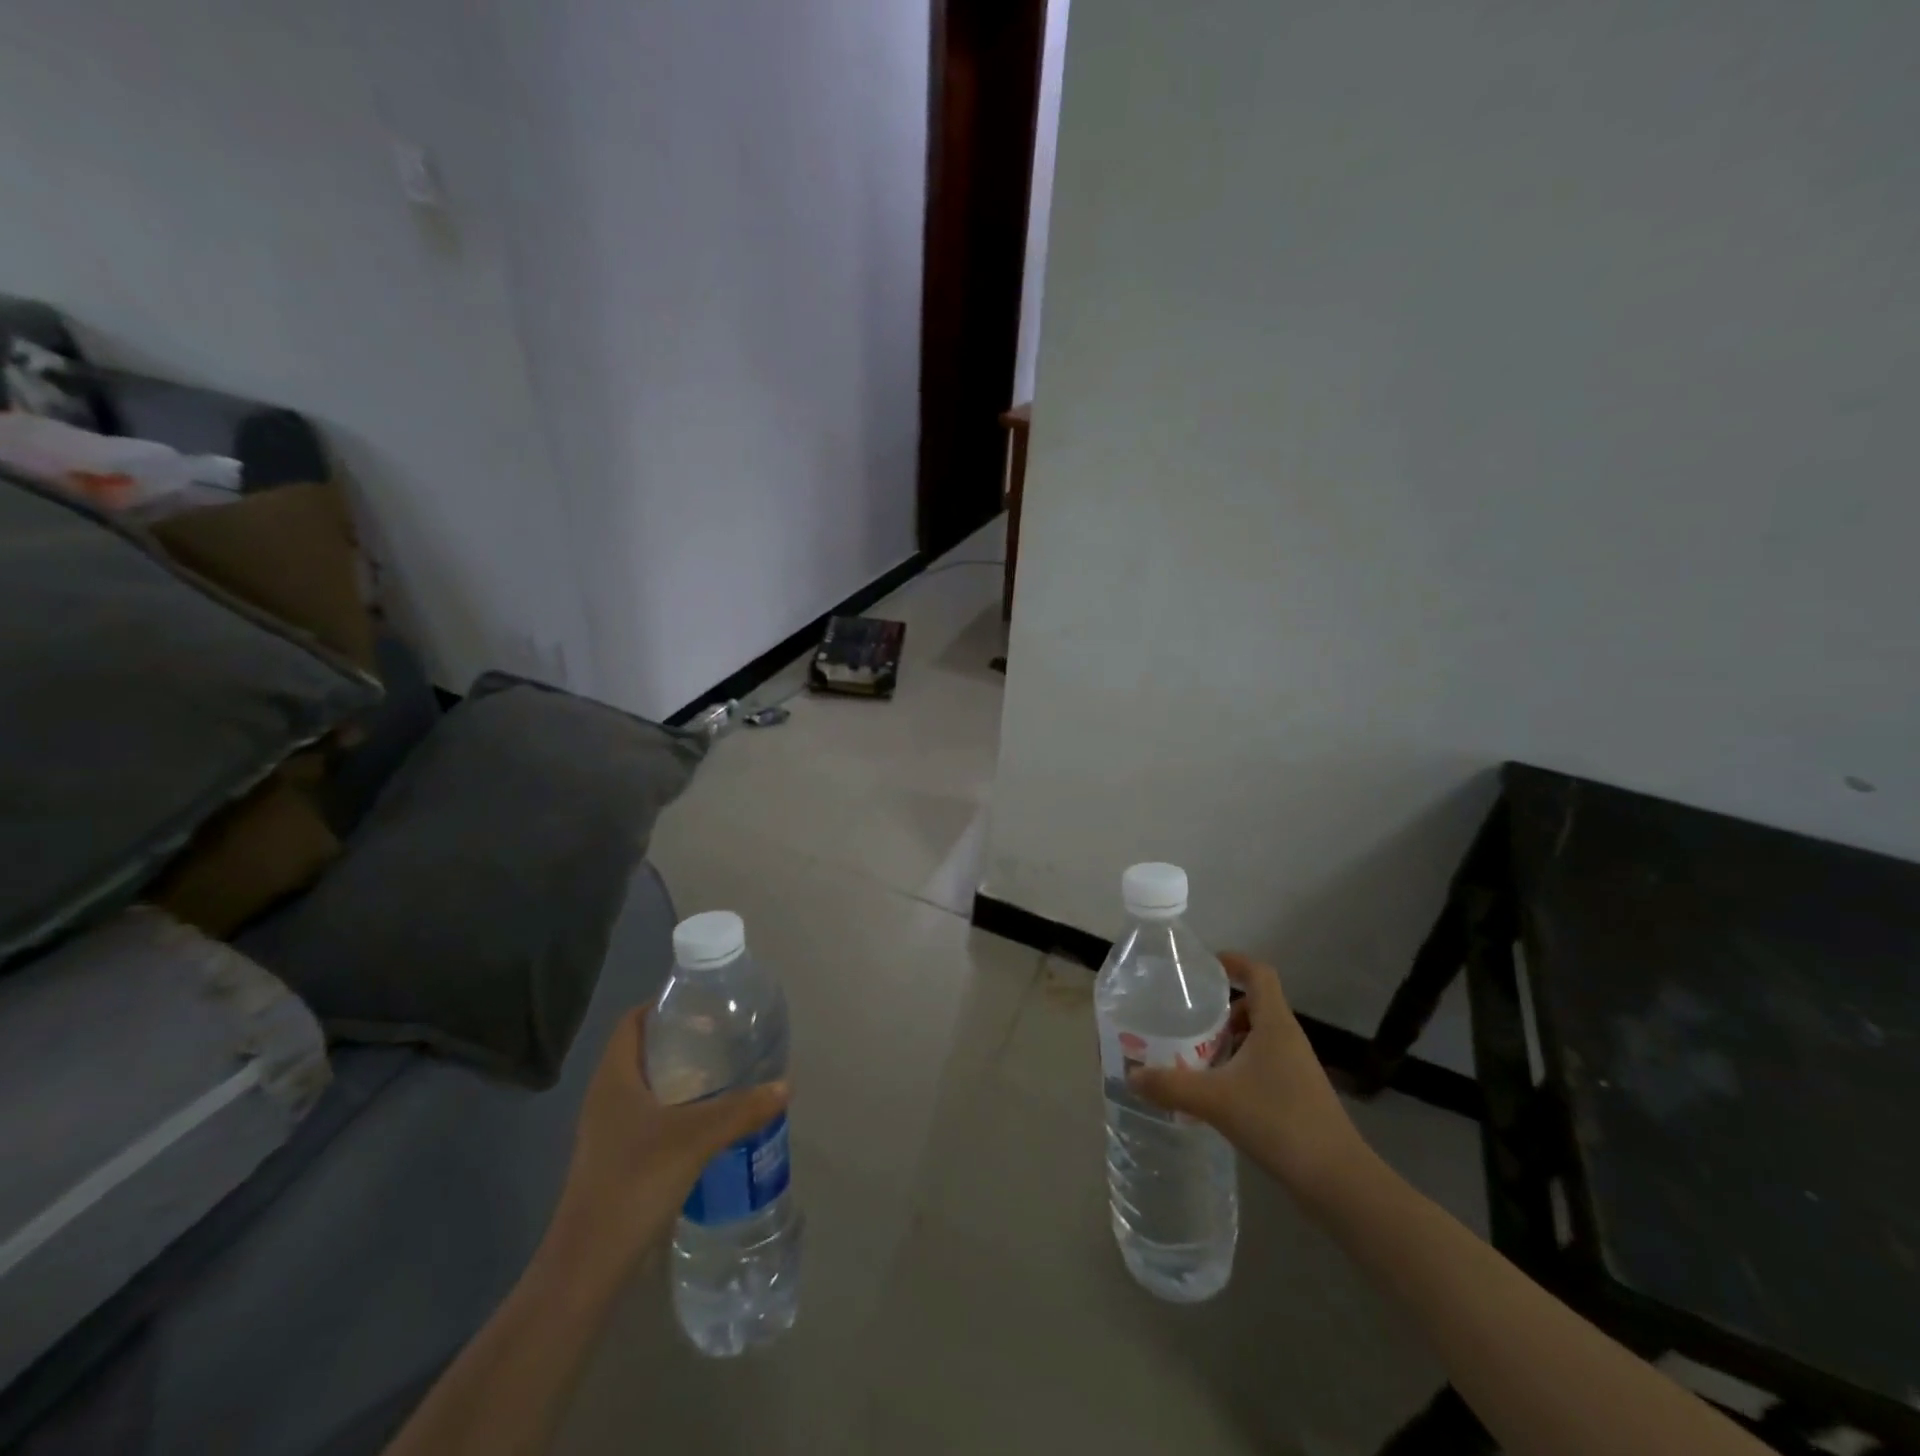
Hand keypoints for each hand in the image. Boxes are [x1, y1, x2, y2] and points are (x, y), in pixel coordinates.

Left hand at [540, 1005, 787, 1290]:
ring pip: (649, 1087)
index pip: (632, 1021)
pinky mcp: (618, 1160)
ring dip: (683, 1076)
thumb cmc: (634, 1183)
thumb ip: (742, 1109)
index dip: (663, 1005)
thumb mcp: (696, 1138)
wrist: (588, 1266)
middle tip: (725, 1036)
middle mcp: (606, 1097)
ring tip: (725, 1073)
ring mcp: (609, 1132)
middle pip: (643, 1051)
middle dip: (683, 1040)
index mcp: (614, 1078)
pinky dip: (679, 1109)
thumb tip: (785, 1084)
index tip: (703, 1004)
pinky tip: (710, 1121)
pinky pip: (651, 1117)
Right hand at [1129, 953, 1365, 1200]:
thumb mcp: (1215, 1100)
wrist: (1337, 1180)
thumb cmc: (1278, 1121)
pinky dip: (1241, 1066)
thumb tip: (1132, 1076)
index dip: (1234, 962)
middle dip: (1222, 1010)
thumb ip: (1170, 1085)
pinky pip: (1265, 1064)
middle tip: (1189, 1022)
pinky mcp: (1299, 1095)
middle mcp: (1288, 1038)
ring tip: (1198, 1058)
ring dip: (1231, 1041)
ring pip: (1260, 1037)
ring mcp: (1297, 1068)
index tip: (1205, 966)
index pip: (1259, 974)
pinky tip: (1219, 1093)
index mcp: (1275, 1024)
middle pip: (1256, 1005)